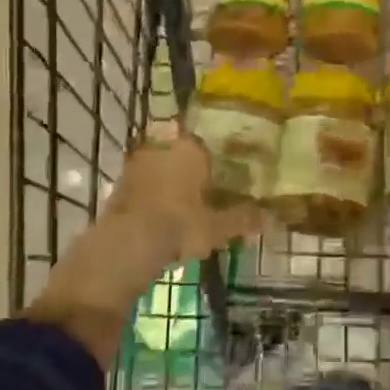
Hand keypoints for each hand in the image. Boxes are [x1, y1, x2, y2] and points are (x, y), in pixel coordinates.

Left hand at [97, 128, 265, 279]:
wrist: (127, 243)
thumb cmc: (179, 225)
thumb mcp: (217, 227)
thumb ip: (242, 219)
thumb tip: (269, 218)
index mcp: (191, 148)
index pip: (209, 147)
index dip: (217, 163)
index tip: (224, 180)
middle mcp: (164, 146)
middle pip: (184, 156)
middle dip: (193, 172)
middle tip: (205, 194)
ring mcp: (138, 163)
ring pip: (162, 169)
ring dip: (170, 183)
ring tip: (183, 207)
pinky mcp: (119, 183)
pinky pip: (144, 184)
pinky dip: (152, 196)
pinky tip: (161, 216)